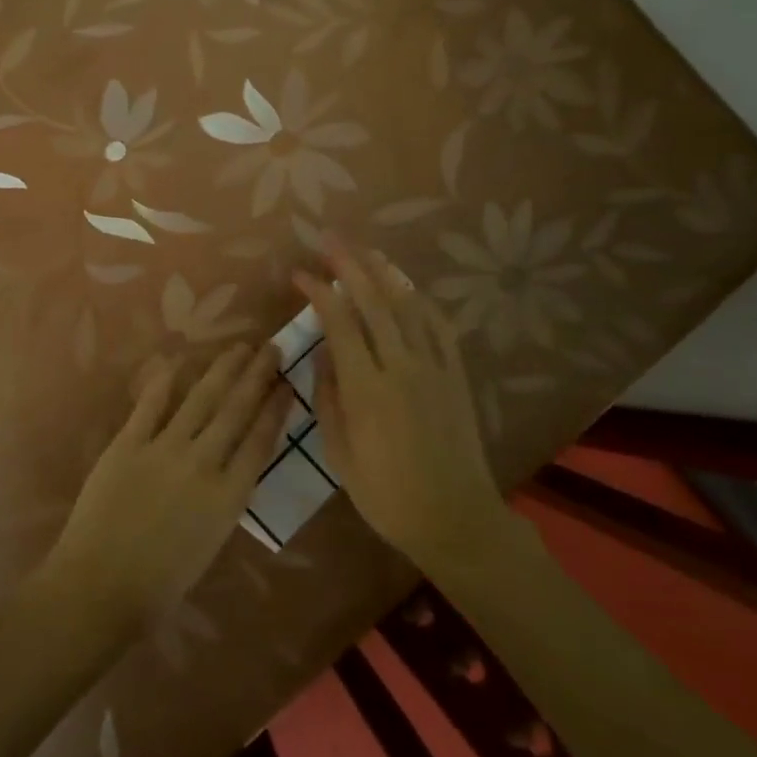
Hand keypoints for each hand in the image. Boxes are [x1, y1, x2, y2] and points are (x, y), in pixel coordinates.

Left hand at [43, 344, 288, 630]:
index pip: (260, 440)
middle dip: (257, 376)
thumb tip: (232, 465)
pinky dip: (166, 380)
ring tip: (239, 347)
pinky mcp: (128, 443)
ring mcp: (164, 449)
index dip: (275, 409)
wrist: (101, 586)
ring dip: (223, 369)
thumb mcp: (211, 542)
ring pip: (201, 398)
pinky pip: (151, 404)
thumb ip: (225, 498)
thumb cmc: (160, 582)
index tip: (287, 384)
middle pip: (236, 410)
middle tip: (271, 348)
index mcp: (228, 496)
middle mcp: (203, 463)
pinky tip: (179, 359)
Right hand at [293, 241, 502, 568]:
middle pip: (374, 302)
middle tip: (329, 239)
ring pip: (408, 307)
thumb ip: (329, 398)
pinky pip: (440, 328)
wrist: (454, 518)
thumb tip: (322, 352)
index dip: (318, 292)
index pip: (339, 322)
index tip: (299, 274)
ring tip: (366, 251)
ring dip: (385, 274)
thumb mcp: (340, 454)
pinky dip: (422, 302)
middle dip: (349, 265)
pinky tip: (408, 288)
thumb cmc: (386, 495)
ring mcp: (434, 368)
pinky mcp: (457, 376)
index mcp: (367, 388)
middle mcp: (401, 367)